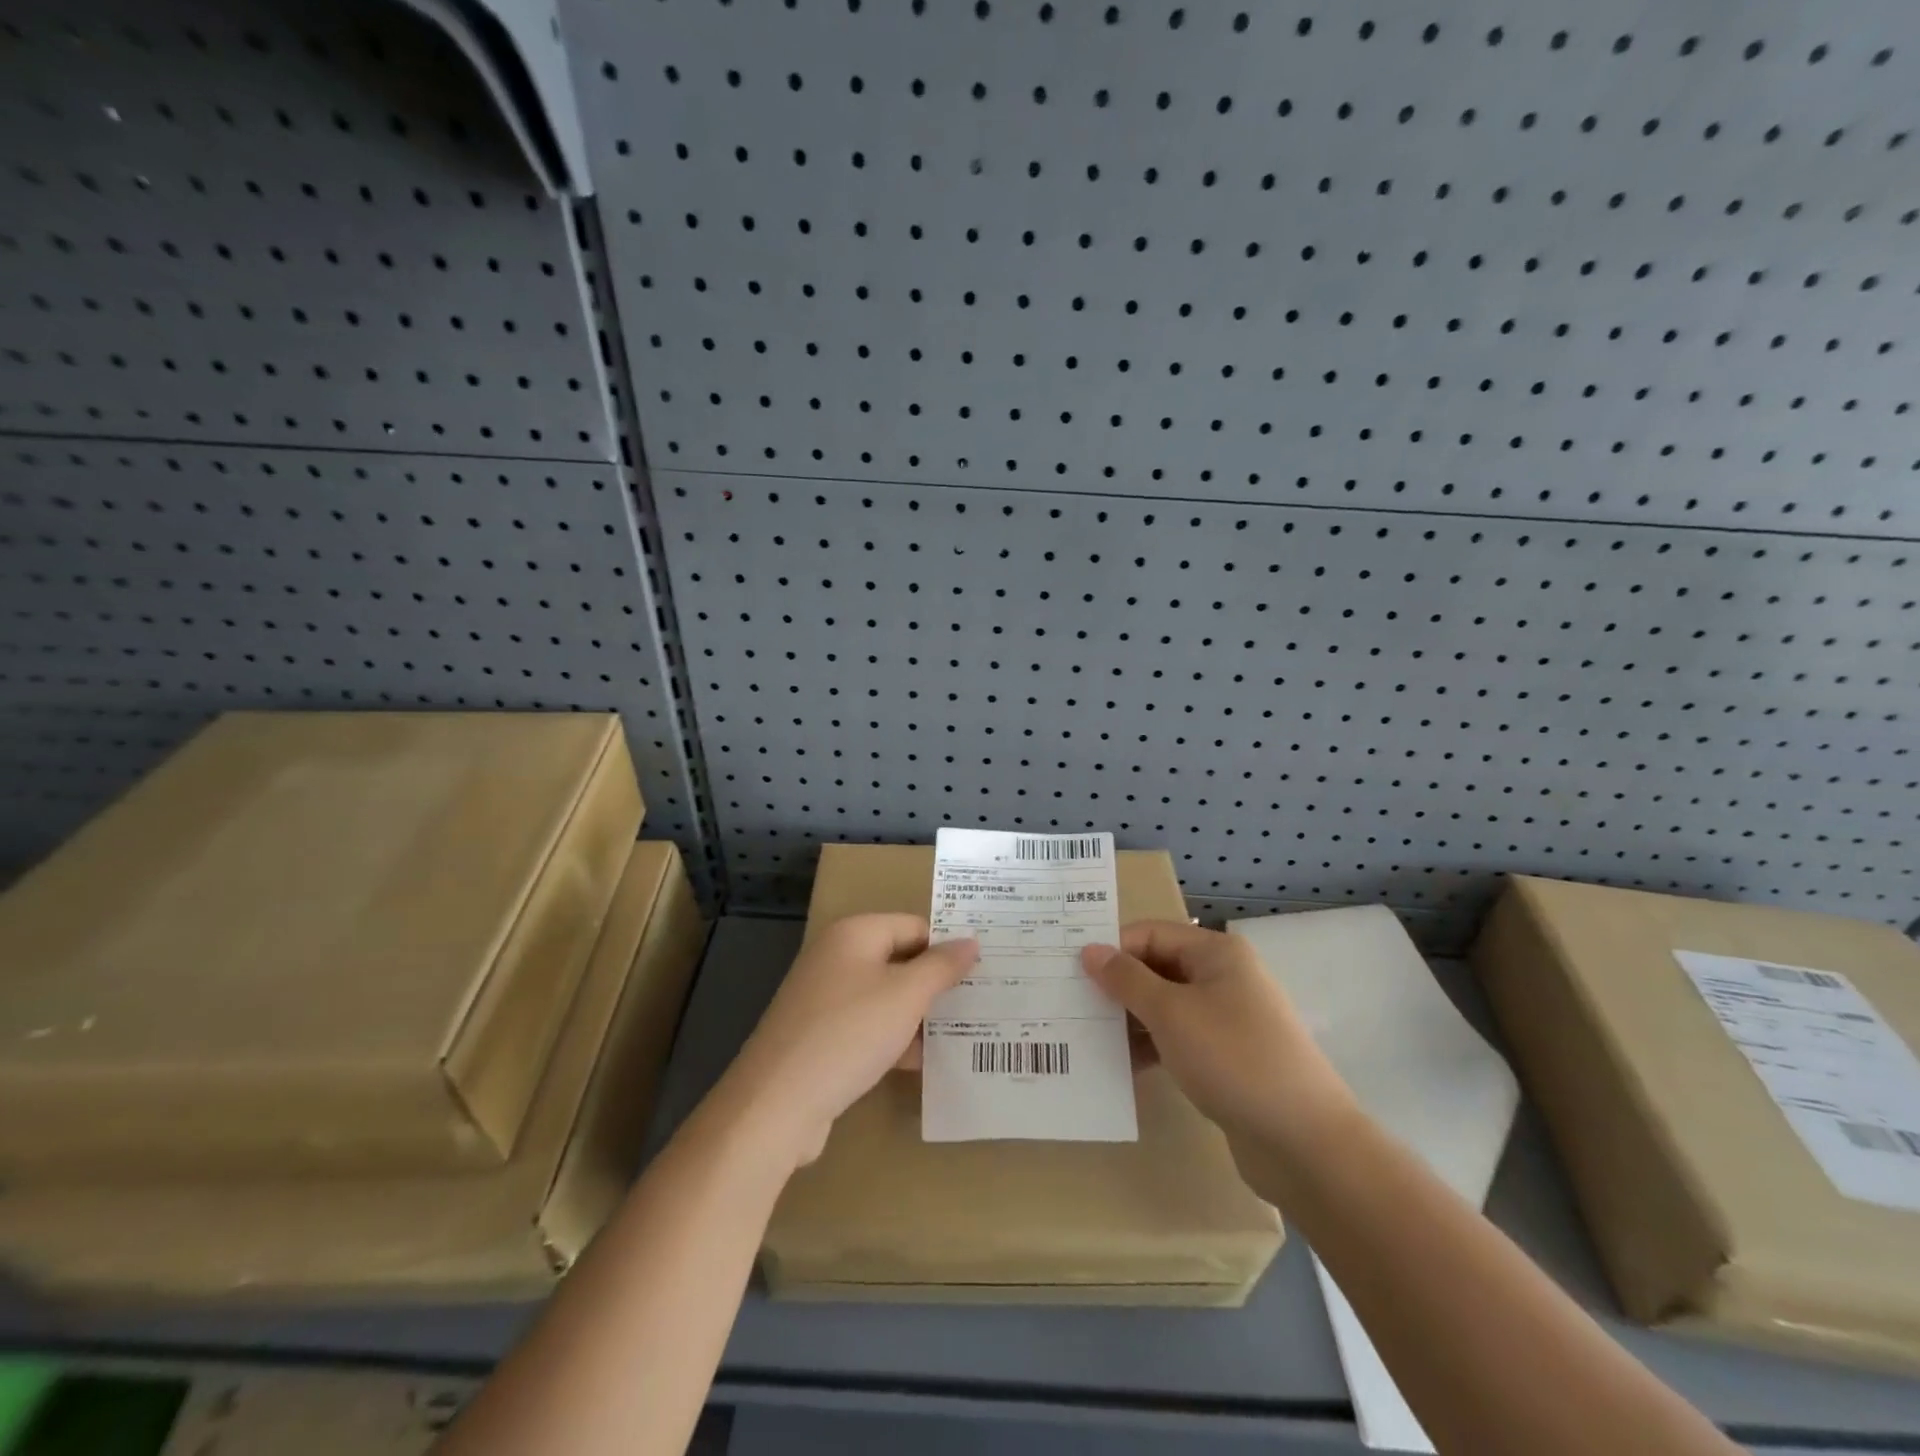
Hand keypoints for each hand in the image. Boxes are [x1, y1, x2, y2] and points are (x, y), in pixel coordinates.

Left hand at [721, 914, 977, 1167]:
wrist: (777, 1103)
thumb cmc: (848, 1033)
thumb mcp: (906, 995)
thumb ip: (942, 966)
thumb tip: (971, 941)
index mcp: (854, 934)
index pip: (915, 926)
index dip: (948, 946)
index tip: (986, 970)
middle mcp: (837, 957)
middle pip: (900, 960)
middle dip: (937, 983)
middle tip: (983, 1001)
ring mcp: (825, 999)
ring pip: (886, 997)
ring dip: (920, 1015)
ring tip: (966, 1033)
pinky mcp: (821, 1037)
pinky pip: (869, 1027)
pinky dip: (895, 1039)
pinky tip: (926, 1063)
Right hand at [1082, 921, 1352, 1191]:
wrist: (1305, 1143)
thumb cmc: (1233, 1059)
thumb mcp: (1170, 1014)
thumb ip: (1126, 979)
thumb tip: (1089, 950)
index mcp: (1216, 953)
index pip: (1150, 933)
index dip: (1113, 949)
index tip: (1071, 973)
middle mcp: (1224, 977)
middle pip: (1158, 967)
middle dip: (1118, 985)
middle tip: (1072, 1005)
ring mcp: (1229, 1018)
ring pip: (1166, 1005)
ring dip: (1131, 1019)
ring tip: (1088, 1038)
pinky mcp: (1229, 1057)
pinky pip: (1180, 1038)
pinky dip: (1152, 1046)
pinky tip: (1122, 1067)